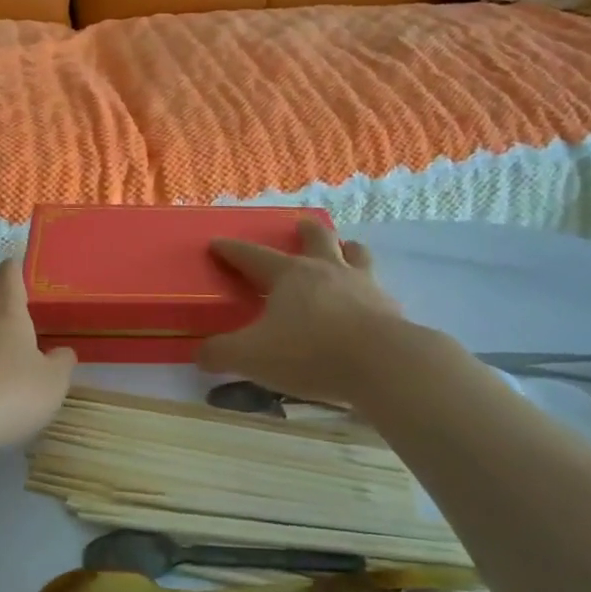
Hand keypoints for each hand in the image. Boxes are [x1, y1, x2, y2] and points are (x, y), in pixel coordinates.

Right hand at [197, 220, 418, 404]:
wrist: (382, 364)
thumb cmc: (309, 352)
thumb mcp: (251, 357)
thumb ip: (221, 353)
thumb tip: (201, 353)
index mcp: (289, 275)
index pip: (253, 255)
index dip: (232, 250)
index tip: (218, 243)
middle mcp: (327, 270)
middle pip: (316, 238)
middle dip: (304, 231)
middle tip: (300, 227)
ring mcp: (363, 285)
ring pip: (356, 254)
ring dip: (346, 249)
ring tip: (344, 251)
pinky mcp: (389, 308)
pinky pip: (378, 289)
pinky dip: (369, 290)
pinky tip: (367, 303)